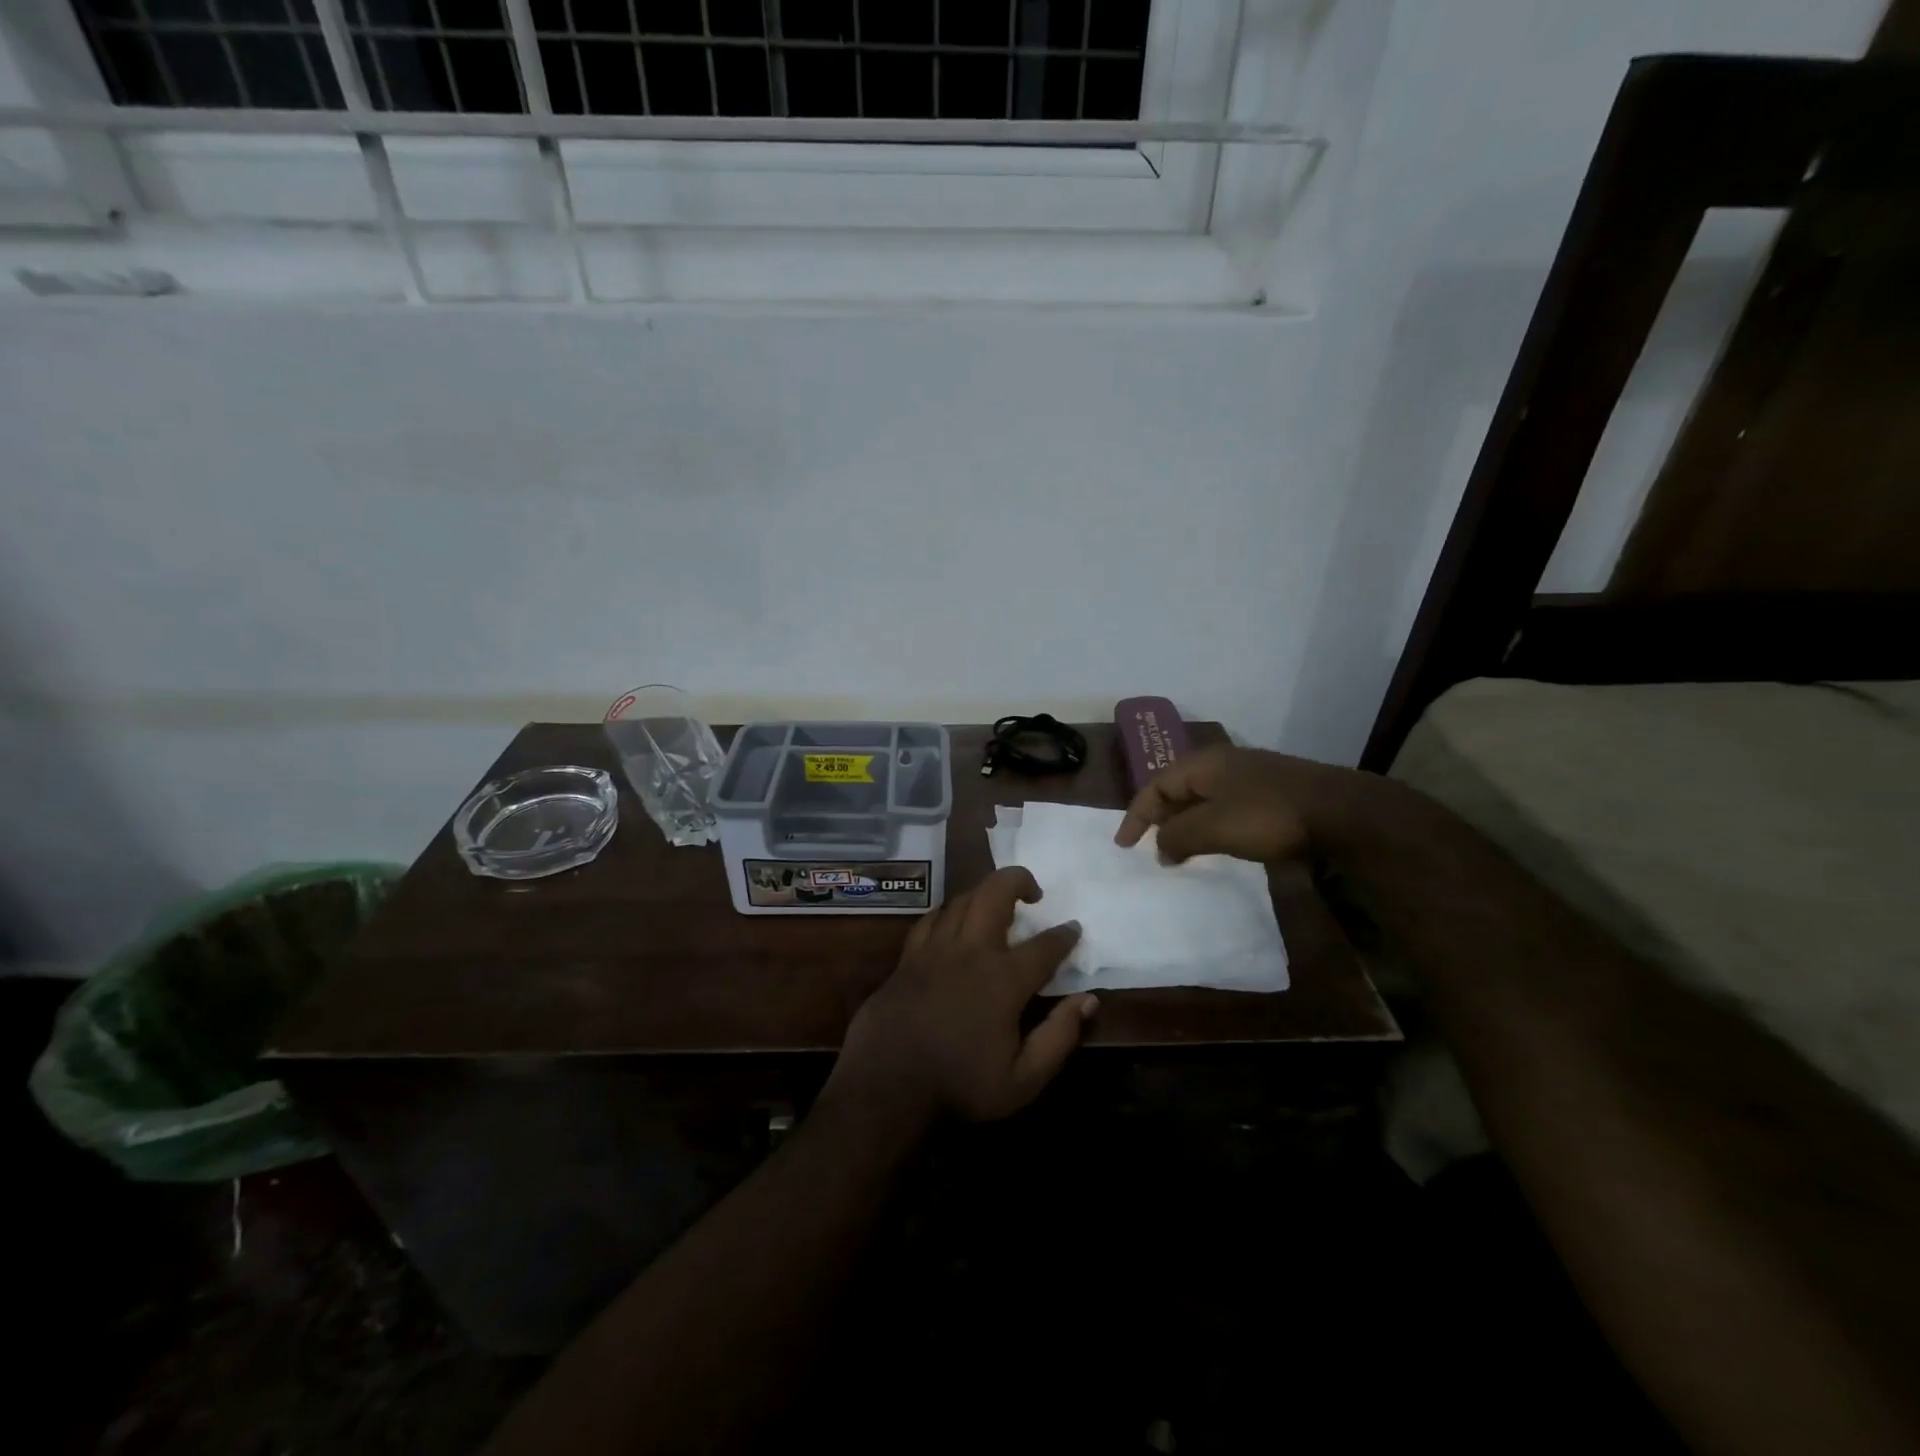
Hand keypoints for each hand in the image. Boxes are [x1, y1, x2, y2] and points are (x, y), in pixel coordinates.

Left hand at [823, 867, 1095, 1132]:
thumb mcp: (1023, 1080)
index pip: (1044, 946)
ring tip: (996, 905)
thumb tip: (1088, 1000)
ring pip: (962, 900)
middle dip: (1018, 880)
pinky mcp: (907, 958)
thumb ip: (1059, 1036)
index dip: (1064, 935)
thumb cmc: (959, 1086)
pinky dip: (948, 912)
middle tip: (1033, 892)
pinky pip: (931, 919)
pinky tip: (952, 920)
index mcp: (1003, 979)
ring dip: (984, 894)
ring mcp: (934, 949)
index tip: (1073, 928)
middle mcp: (970, 951)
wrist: (886, 1088)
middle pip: (995, 893)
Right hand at [1115, 744, 1353, 864]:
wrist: (1340, 813)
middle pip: (1177, 790)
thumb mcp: (1213, 828)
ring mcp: (1250, 778)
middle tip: (1150, 847)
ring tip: (1179, 852)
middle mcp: (1222, 765)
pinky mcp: (1271, 795)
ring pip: (1203, 801)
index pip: (1155, 787)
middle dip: (1160, 819)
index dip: (1135, 816)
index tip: (1124, 846)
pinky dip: (1210, 828)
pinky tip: (1217, 846)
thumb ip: (1178, 837)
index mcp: (1203, 764)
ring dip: (1186, 826)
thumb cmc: (1267, 816)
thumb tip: (1160, 848)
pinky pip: (1225, 809)